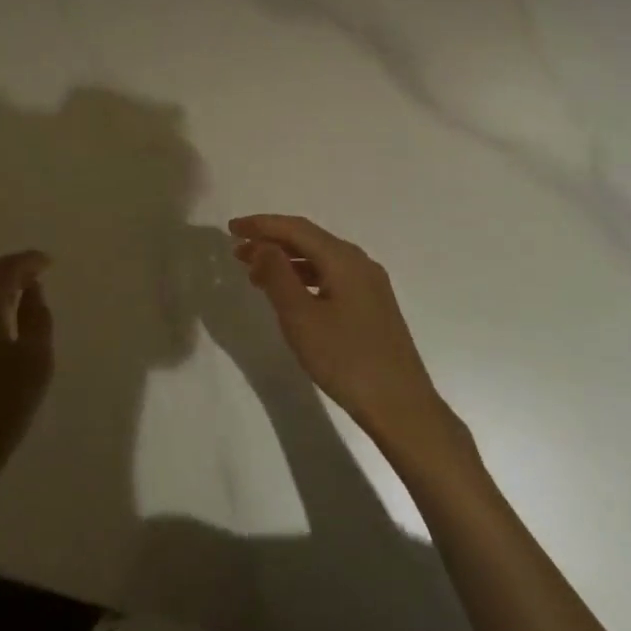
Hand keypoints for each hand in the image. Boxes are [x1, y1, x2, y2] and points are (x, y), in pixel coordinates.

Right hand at [228, 214, 457, 455]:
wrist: (400, 405)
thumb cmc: (345, 359)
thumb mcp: (301, 317)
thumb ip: (277, 275)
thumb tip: (261, 245)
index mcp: (344, 259)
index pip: (296, 228)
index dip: (261, 225)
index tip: (231, 228)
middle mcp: (359, 263)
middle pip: (309, 239)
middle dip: (271, 241)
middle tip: (237, 252)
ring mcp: (369, 284)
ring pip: (320, 259)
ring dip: (286, 261)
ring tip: (255, 275)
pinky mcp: (371, 305)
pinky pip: (331, 277)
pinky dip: (304, 277)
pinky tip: (289, 294)